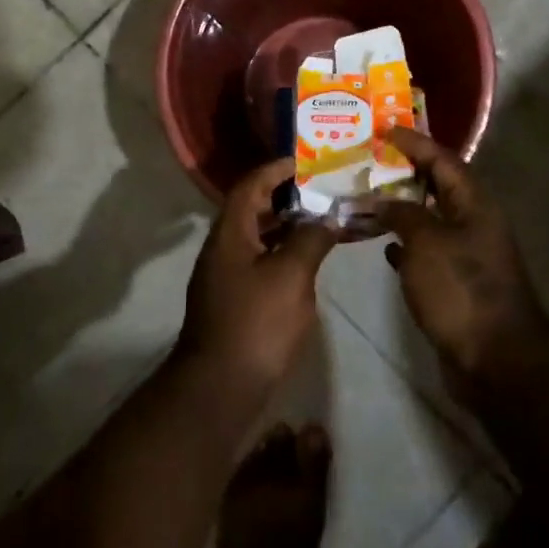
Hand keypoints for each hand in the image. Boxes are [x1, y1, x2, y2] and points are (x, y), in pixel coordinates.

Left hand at [177, 158, 337, 395]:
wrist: (221, 386)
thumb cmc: (256, 322)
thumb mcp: (291, 275)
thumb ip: (310, 239)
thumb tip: (327, 217)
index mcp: (230, 233)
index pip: (251, 185)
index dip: (276, 169)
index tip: (305, 161)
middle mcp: (224, 248)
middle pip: (253, 209)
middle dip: (287, 196)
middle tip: (322, 189)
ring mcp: (227, 276)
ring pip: (259, 237)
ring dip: (288, 225)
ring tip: (324, 219)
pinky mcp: (236, 300)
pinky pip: (262, 261)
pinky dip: (285, 252)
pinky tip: (310, 259)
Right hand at [378, 127, 548, 391]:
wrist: (495, 358)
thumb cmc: (461, 289)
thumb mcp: (426, 242)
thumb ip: (402, 213)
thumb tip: (383, 201)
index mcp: (474, 204)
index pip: (442, 159)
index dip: (413, 142)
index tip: (384, 128)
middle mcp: (473, 222)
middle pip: (436, 186)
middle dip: (402, 172)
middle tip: (367, 161)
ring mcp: (466, 253)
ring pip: (428, 218)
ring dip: (400, 208)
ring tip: (365, 198)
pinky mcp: (456, 281)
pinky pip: (426, 249)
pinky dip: (404, 242)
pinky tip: (382, 244)